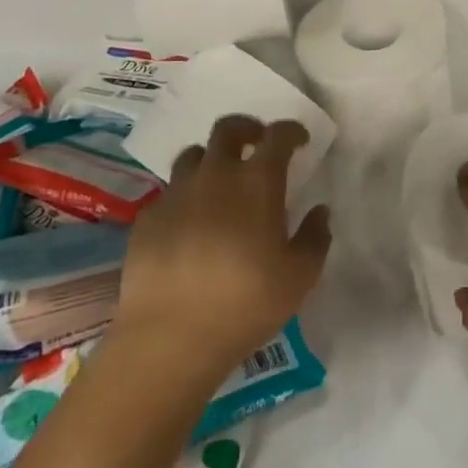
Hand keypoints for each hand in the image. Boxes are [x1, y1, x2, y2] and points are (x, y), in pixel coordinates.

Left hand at [117, 115, 331, 370]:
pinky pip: (169, 192)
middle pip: (227, 129)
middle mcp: (216, 175)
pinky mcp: (147, 219)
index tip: (299, 141)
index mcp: (257, 181)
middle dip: (246, 129)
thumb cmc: (245, 303)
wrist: (169, 338)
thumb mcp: (300, 276)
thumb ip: (316, 237)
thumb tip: (320, 212)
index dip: (291, 131)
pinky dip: (185, 196)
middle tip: (256, 144)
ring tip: (219, 181)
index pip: (278, 135)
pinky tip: (190, 223)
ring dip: (211, 159)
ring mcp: (176, 194)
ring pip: (193, 155)